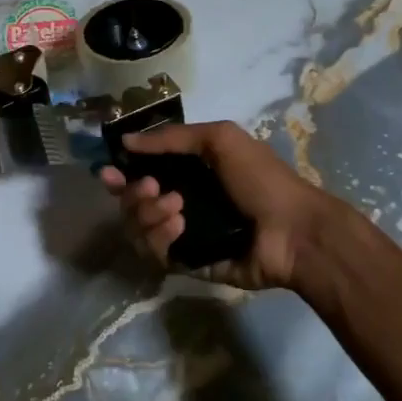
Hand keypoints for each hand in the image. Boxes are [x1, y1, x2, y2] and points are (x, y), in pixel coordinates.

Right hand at [100, 121, 354, 290]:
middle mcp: (178, 201)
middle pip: (130, 201)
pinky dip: (159, 237)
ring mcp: (180, 234)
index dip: (120, 173)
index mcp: (187, 172)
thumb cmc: (261, 180)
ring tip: (177, 208)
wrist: (292, 231)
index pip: (139, 172)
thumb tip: (125, 140)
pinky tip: (180, 227)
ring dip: (147, 214)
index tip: (109, 172)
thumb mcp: (220, 139)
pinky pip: (152, 252)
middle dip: (133, 193)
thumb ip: (171, 138)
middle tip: (153, 188)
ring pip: (135, 227)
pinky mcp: (184, 262)